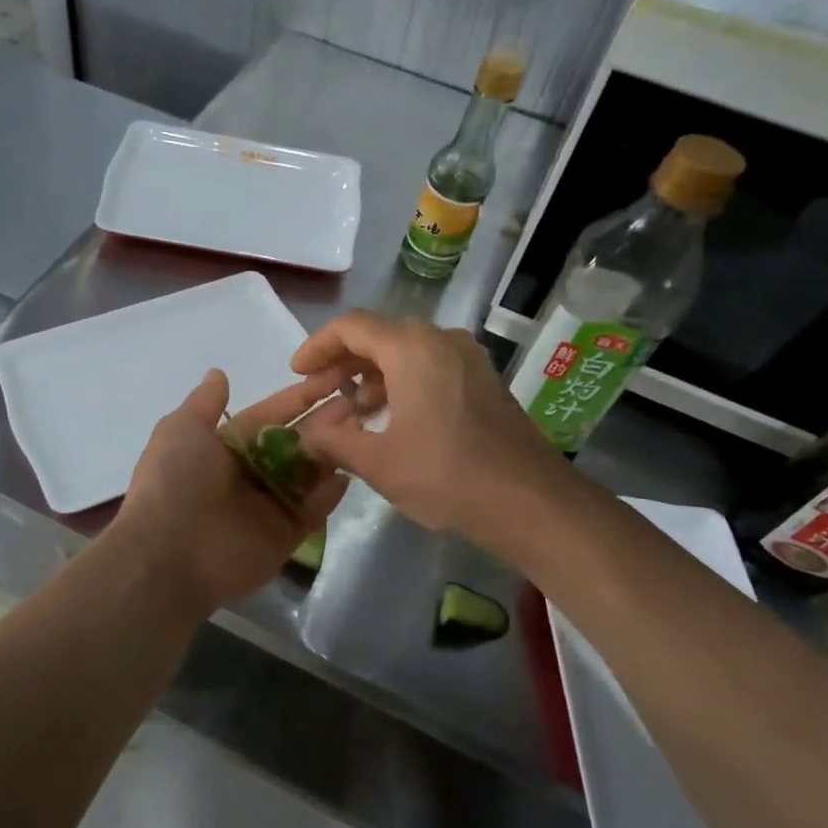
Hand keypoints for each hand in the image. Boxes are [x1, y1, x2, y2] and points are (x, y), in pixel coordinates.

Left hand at [109, 368, 347, 614]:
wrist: (168, 555)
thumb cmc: (175, 482)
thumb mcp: (181, 429)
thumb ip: (205, 403)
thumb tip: (218, 373)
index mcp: (225, 447)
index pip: (270, 416)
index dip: (298, 398)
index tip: (331, 377)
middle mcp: (249, 474)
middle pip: (294, 443)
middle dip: (324, 422)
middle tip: (360, 401)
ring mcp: (268, 507)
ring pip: (308, 474)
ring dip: (332, 452)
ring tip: (363, 428)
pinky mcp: (283, 537)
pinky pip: (312, 511)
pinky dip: (330, 494)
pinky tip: (351, 470)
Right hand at [290, 310, 568, 540]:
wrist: (530, 501)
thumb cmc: (447, 476)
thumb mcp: (378, 463)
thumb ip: (333, 441)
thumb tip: (306, 435)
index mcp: (411, 348)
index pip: (351, 327)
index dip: (317, 346)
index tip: (298, 373)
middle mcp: (440, 340)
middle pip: (379, 336)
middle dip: (343, 363)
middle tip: (320, 394)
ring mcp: (467, 358)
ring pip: (406, 352)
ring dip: (373, 376)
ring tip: (351, 412)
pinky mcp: (483, 380)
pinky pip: (431, 366)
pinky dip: (402, 383)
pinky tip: (391, 418)